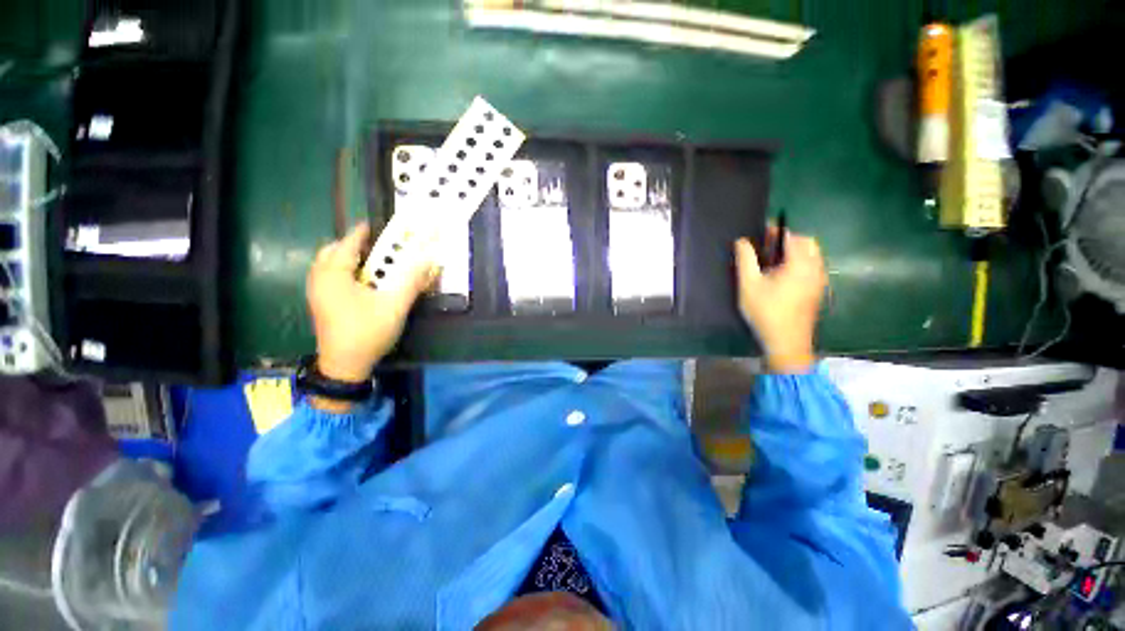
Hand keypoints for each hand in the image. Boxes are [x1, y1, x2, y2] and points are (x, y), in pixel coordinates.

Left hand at [306, 222, 435, 384]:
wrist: (343, 370)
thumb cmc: (365, 334)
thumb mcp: (393, 306)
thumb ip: (412, 279)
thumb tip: (430, 257)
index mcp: (334, 271)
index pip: (351, 239)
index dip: (369, 231)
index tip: (385, 229)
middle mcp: (319, 277)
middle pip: (334, 249)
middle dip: (353, 245)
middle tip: (373, 250)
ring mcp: (314, 292)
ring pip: (326, 264)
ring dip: (344, 260)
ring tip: (365, 266)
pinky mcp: (316, 305)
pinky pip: (324, 277)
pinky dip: (338, 273)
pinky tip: (354, 286)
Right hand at [734, 229, 826, 372]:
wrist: (789, 348)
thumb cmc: (768, 316)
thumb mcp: (749, 287)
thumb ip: (745, 259)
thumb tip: (742, 241)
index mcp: (799, 263)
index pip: (790, 235)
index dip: (774, 232)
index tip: (761, 238)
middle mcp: (814, 268)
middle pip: (807, 242)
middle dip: (790, 240)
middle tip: (772, 250)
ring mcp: (820, 281)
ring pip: (814, 255)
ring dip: (799, 253)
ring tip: (780, 264)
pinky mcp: (820, 293)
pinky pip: (816, 269)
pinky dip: (806, 266)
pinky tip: (790, 279)